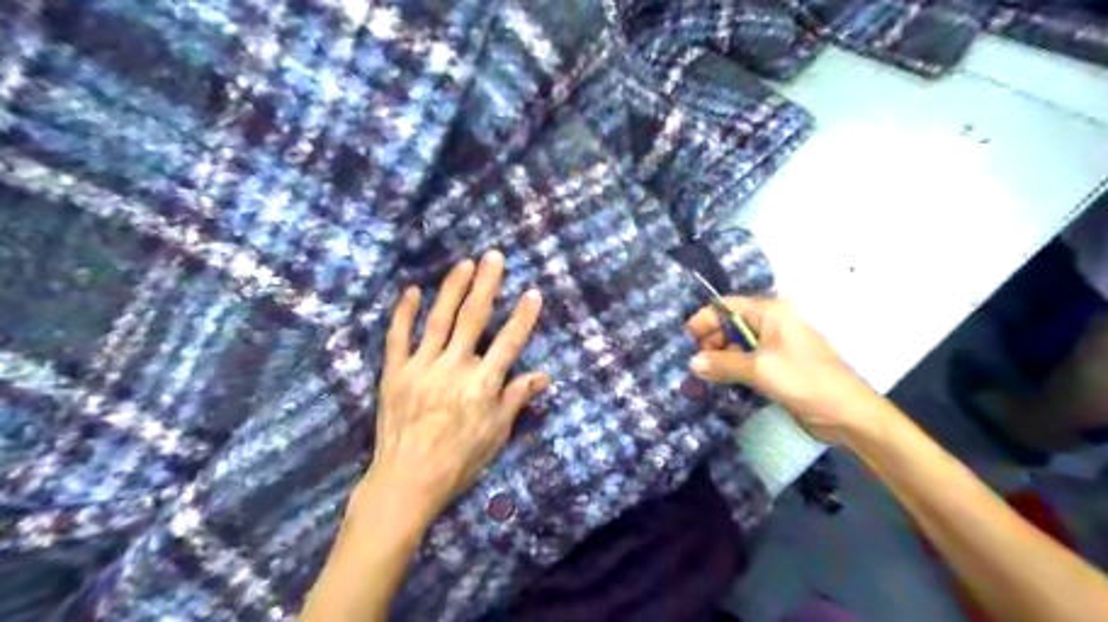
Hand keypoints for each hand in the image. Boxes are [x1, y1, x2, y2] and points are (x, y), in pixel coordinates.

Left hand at [362, 251, 546, 519]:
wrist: (407, 480)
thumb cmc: (459, 460)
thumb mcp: (496, 433)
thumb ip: (516, 399)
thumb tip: (543, 376)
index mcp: (482, 384)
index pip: (509, 342)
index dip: (523, 317)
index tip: (532, 293)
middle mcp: (454, 368)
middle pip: (474, 319)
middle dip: (487, 285)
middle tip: (494, 257)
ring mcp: (422, 367)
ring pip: (439, 319)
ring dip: (453, 289)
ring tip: (464, 264)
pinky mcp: (394, 372)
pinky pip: (398, 337)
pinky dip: (405, 313)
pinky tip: (413, 291)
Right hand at [685, 294, 884, 445]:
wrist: (846, 414)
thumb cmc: (803, 381)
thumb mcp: (759, 369)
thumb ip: (722, 363)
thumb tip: (692, 362)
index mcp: (771, 313)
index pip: (728, 306)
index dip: (705, 319)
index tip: (686, 340)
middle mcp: (772, 324)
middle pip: (730, 325)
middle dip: (710, 341)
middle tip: (695, 363)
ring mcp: (775, 346)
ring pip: (737, 345)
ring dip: (719, 358)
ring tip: (702, 376)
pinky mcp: (777, 367)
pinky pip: (747, 361)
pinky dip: (732, 369)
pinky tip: (718, 382)